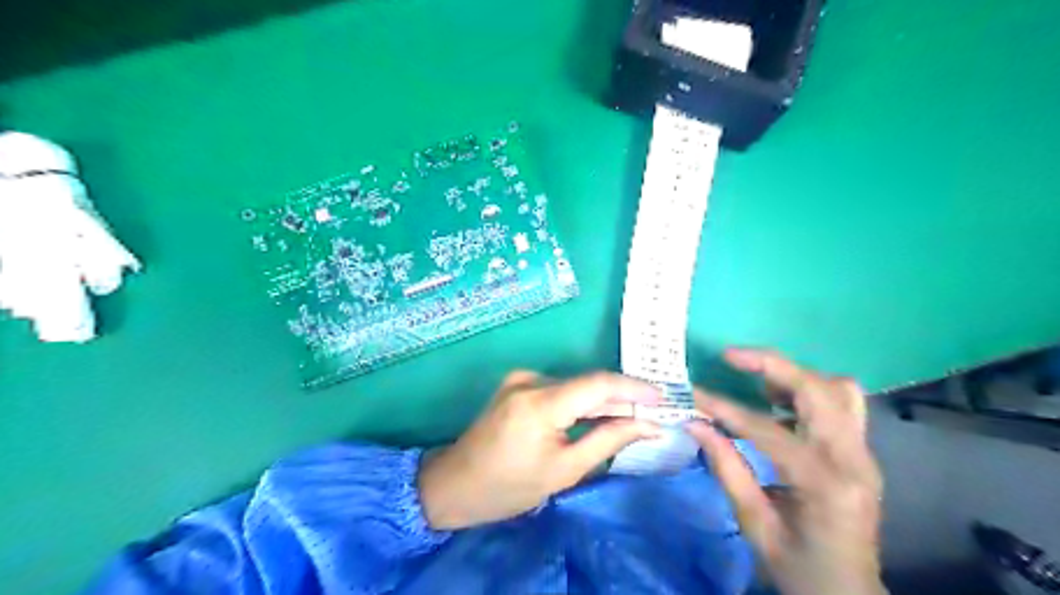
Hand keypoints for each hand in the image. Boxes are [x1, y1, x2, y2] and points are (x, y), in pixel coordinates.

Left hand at [421, 371, 660, 528]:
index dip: (634, 387)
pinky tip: (599, 415)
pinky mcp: (518, 383)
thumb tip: (649, 425)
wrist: (455, 483)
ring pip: (575, 385)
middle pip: (588, 383)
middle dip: (623, 397)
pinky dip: (581, 401)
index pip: (598, 384)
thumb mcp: (564, 470)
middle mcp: (530, 380)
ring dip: (603, 400)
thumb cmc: (509, 487)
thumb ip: (608, 441)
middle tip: (655, 410)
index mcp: (539, 403)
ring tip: (634, 415)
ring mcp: (521, 378)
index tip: (664, 397)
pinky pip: (560, 388)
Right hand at [689, 350, 886, 593]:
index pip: (769, 430)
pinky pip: (841, 405)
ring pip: (838, 390)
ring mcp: (864, 455)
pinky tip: (780, 405)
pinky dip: (809, 392)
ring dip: (795, 377)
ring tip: (757, 383)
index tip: (694, 394)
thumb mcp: (755, 525)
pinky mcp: (861, 454)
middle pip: (818, 390)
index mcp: (825, 485)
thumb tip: (696, 425)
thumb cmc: (799, 569)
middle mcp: (853, 461)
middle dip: (771, 366)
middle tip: (731, 357)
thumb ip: (727, 469)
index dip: (726, 409)